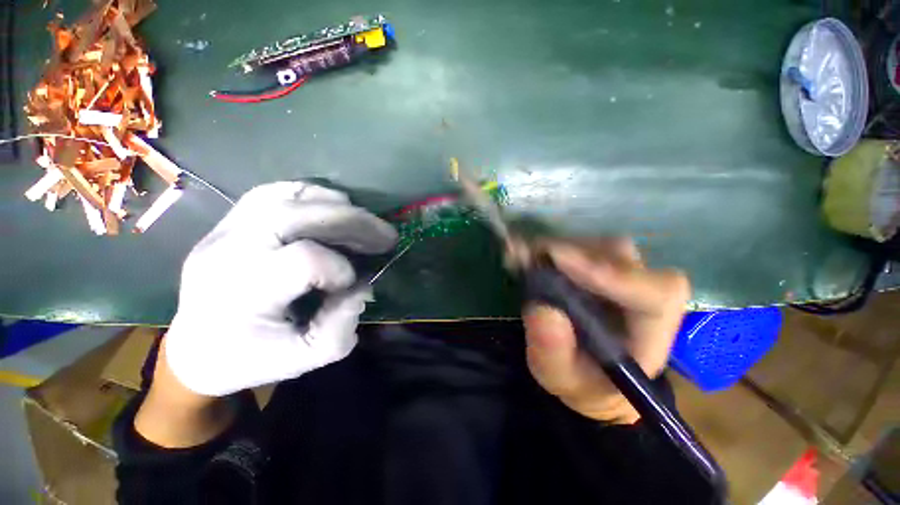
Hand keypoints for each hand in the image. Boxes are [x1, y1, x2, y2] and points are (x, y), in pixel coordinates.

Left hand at [164, 182, 397, 396]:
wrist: (196, 349)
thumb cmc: (249, 359)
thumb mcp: (303, 359)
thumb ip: (341, 325)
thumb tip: (363, 285)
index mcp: (242, 294)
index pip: (303, 260)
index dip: (340, 268)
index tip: (353, 283)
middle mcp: (228, 252)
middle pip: (296, 214)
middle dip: (352, 221)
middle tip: (386, 234)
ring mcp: (223, 231)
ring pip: (284, 195)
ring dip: (334, 204)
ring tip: (363, 220)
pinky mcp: (227, 223)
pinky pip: (272, 192)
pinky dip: (310, 195)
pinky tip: (332, 210)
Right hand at [522, 239, 688, 423]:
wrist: (586, 371)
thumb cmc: (581, 380)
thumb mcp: (560, 376)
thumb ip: (553, 352)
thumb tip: (543, 311)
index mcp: (649, 330)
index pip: (655, 293)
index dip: (612, 274)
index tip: (560, 263)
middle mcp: (642, 293)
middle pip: (619, 257)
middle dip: (570, 254)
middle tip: (528, 256)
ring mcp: (621, 273)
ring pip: (596, 245)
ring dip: (556, 248)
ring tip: (521, 256)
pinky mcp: (598, 264)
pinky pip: (579, 245)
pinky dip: (549, 246)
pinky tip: (525, 252)